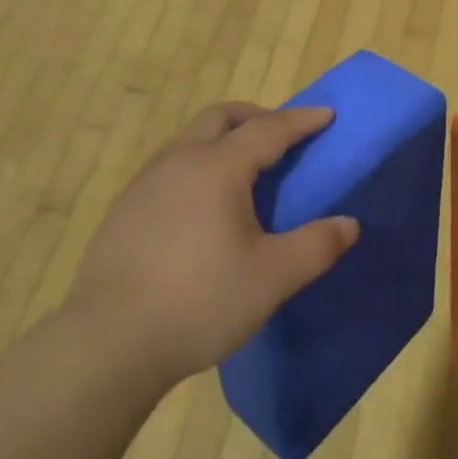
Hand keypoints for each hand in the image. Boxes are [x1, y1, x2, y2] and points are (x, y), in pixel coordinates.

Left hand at [64, 103, 359, 389]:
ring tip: (245, 172)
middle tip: (283, 138)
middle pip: (221, 117)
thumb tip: (349, 224)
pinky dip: (198, 165)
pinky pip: (170, 167)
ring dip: (223, 139)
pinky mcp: (124, 210)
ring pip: (190, 139)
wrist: (108, 343)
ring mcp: (145, 184)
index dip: (301, 121)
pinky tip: (202, 207)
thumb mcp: (272, 277)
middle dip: (257, 117)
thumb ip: (317, 246)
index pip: (268, 129)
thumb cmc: (200, 301)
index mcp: (217, 167)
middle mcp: (179, 161)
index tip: (327, 115)